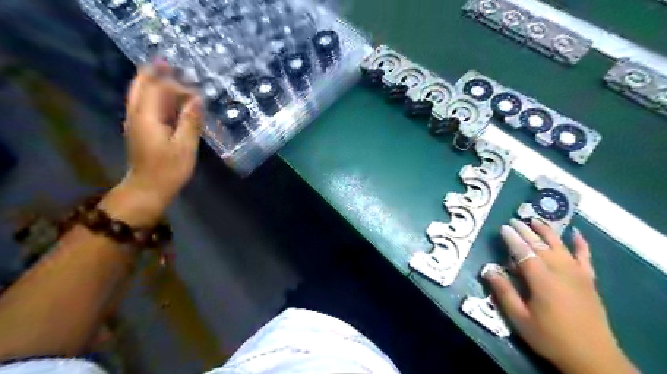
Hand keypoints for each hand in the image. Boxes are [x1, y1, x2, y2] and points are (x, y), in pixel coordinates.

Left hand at [121, 63, 201, 208]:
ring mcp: (136, 121)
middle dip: (156, 73)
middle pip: (141, 85)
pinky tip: (171, 101)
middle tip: (173, 65)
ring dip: (156, 83)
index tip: (195, 85)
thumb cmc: (168, 169)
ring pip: (141, 94)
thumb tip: (198, 99)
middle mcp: (136, 114)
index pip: (157, 88)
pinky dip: (157, 97)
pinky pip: (146, 105)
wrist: (148, 189)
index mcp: (147, 116)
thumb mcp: (185, 146)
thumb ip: (190, 121)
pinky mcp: (141, 129)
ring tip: (174, 78)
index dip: (176, 83)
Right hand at [488, 219, 636, 373]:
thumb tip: (488, 270)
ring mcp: (578, 275)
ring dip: (547, 232)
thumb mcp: (520, 319)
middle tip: (515, 220)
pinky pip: (586, 257)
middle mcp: (560, 272)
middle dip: (526, 231)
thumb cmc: (550, 338)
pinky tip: (577, 233)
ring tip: (536, 220)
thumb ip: (504, 292)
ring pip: (560, 246)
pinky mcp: (589, 281)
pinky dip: (581, 244)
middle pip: (541, 246)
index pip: (524, 252)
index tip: (503, 227)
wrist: (593, 358)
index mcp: (542, 280)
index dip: (512, 239)